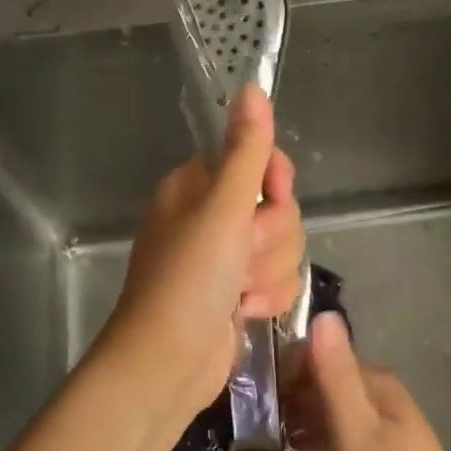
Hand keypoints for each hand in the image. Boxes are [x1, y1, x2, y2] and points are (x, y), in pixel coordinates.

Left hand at [96, 86, 303, 422]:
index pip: (258, 160)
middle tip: (241, 257)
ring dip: (269, 273)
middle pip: (278, 208)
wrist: (167, 364)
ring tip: (240, 295)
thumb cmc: (188, 280)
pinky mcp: (238, 292)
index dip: (274, 182)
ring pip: (283, 246)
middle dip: (270, 238)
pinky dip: (267, 297)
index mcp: (197, 186)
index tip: (271, 198)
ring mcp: (225, 257)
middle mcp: (211, 216)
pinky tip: (244, 312)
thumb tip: (252, 86)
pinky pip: (278, 278)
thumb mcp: (221, 209)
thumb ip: (246, 150)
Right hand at [269, 314, 450, 450]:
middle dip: (276, 418)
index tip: (249, 407)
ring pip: (314, 421)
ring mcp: (369, 427)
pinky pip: (324, 445)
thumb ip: (335, 375)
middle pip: (310, 391)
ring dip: (284, 443)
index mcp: (371, 381)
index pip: (314, 359)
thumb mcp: (358, 430)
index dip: (280, 377)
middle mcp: (369, 396)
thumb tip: (322, 313)